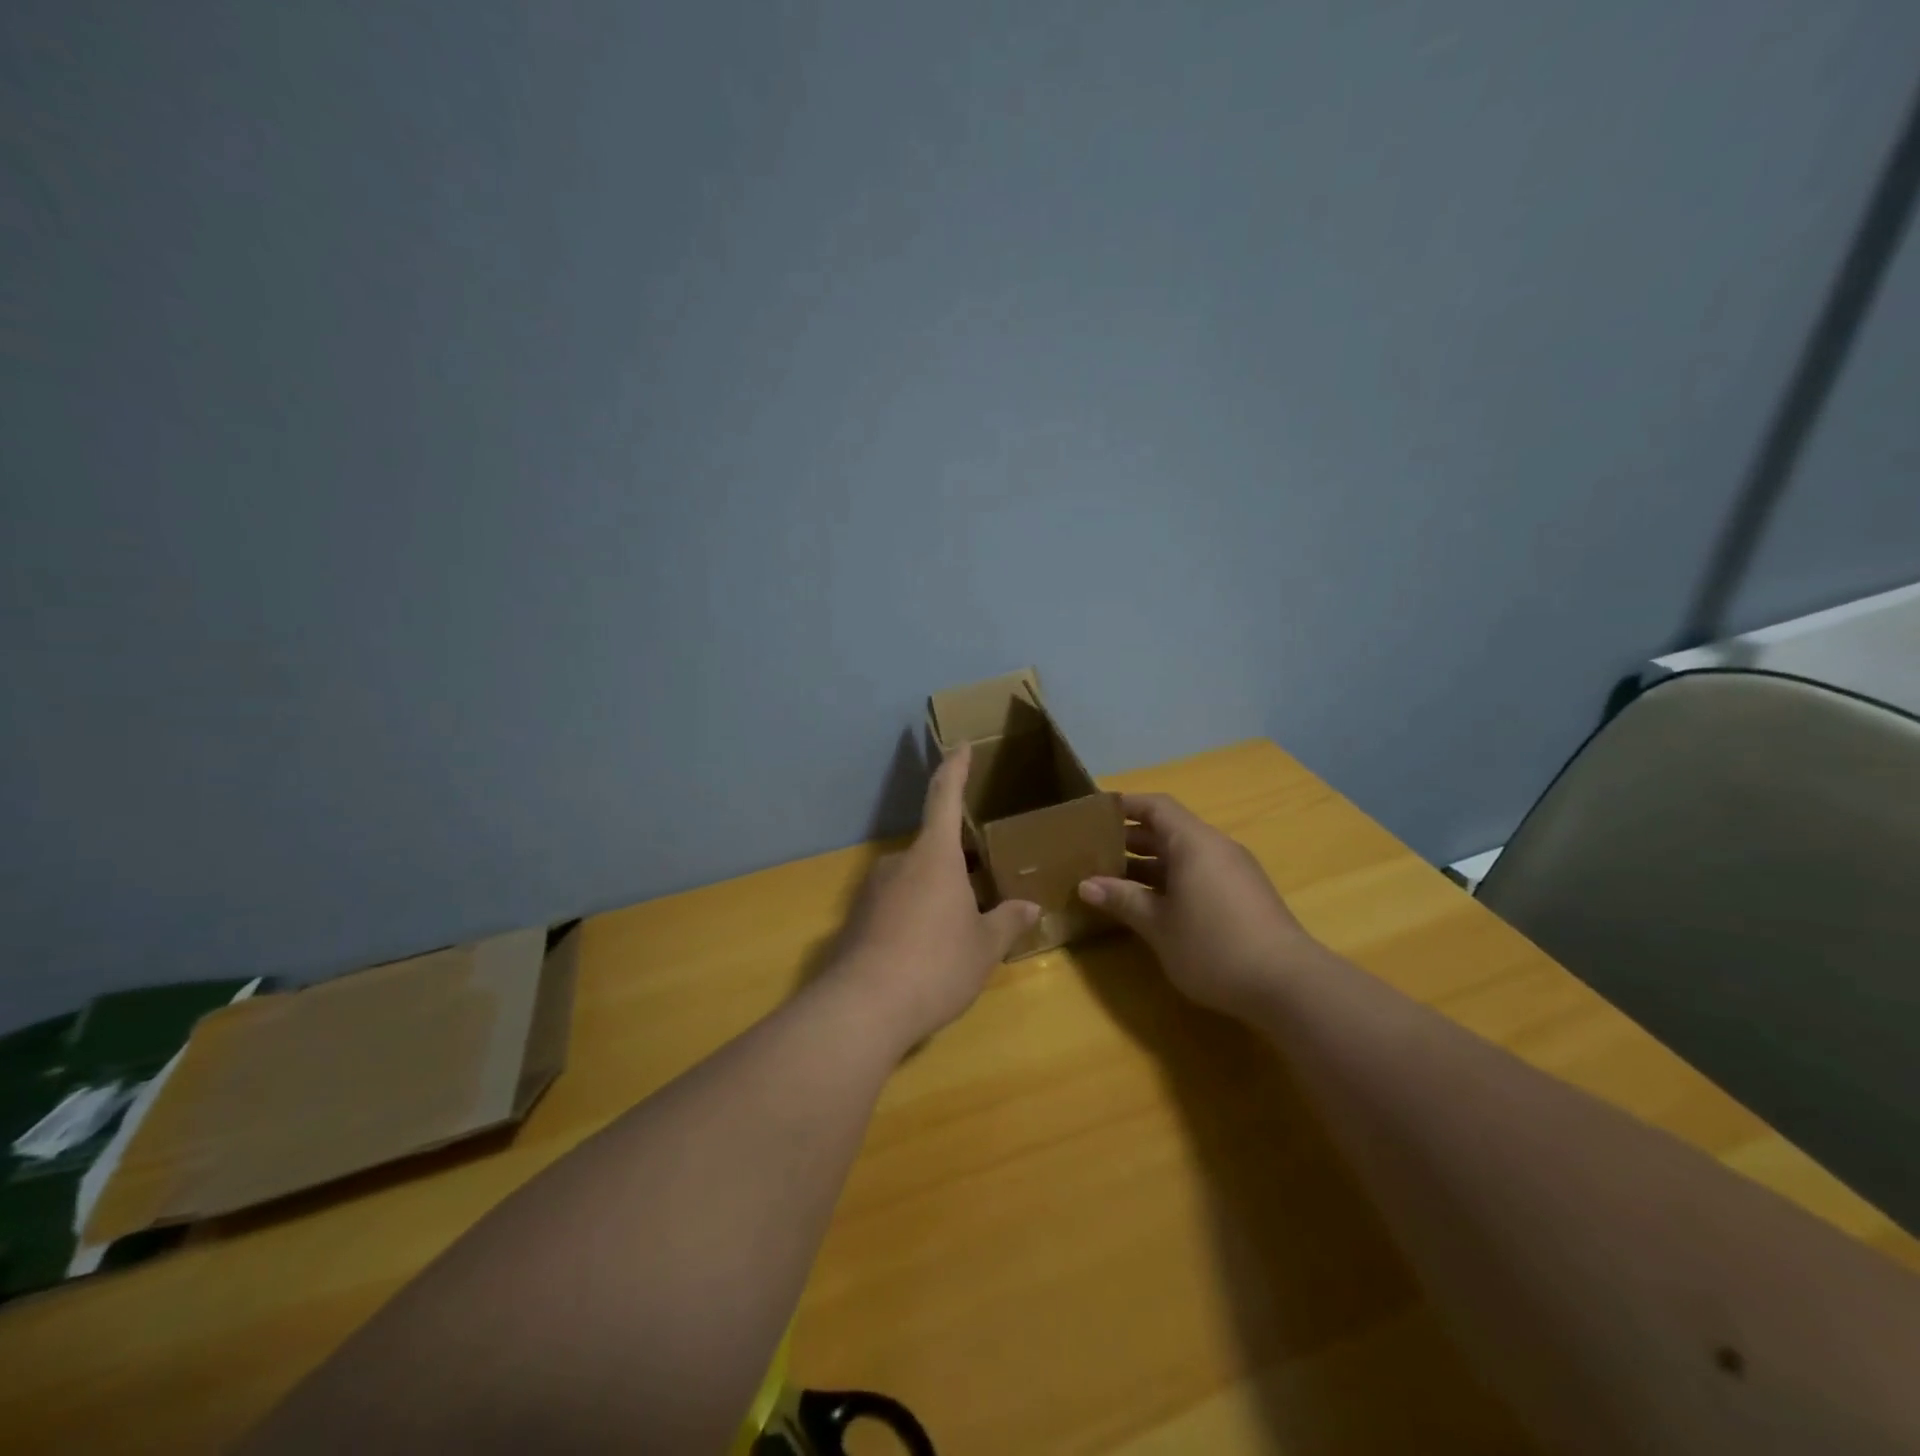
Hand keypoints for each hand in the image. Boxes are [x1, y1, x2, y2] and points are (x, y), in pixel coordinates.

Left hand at [828, 743, 1040, 1049]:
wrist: (862, 1008)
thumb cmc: (936, 964)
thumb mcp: (984, 947)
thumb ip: (1007, 923)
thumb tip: (1029, 907)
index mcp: (934, 856)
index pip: (945, 797)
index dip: (956, 768)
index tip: (961, 745)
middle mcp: (900, 863)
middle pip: (934, 848)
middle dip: (960, 861)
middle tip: (986, 882)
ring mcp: (873, 890)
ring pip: (915, 879)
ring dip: (938, 891)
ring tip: (961, 924)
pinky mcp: (856, 920)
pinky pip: (895, 905)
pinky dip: (915, 915)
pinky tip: (928, 949)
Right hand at [1077, 793, 1317, 1020]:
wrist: (1288, 984)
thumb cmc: (1214, 945)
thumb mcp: (1158, 925)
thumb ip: (1122, 900)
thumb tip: (1085, 885)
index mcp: (1194, 843)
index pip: (1156, 806)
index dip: (1125, 805)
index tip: (1094, 814)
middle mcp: (1216, 848)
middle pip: (1169, 830)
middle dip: (1130, 839)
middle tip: (1093, 852)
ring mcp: (1234, 872)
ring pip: (1184, 855)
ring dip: (1149, 864)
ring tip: (1114, 880)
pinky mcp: (1243, 897)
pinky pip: (1199, 874)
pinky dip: (1171, 881)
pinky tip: (1152, 905)